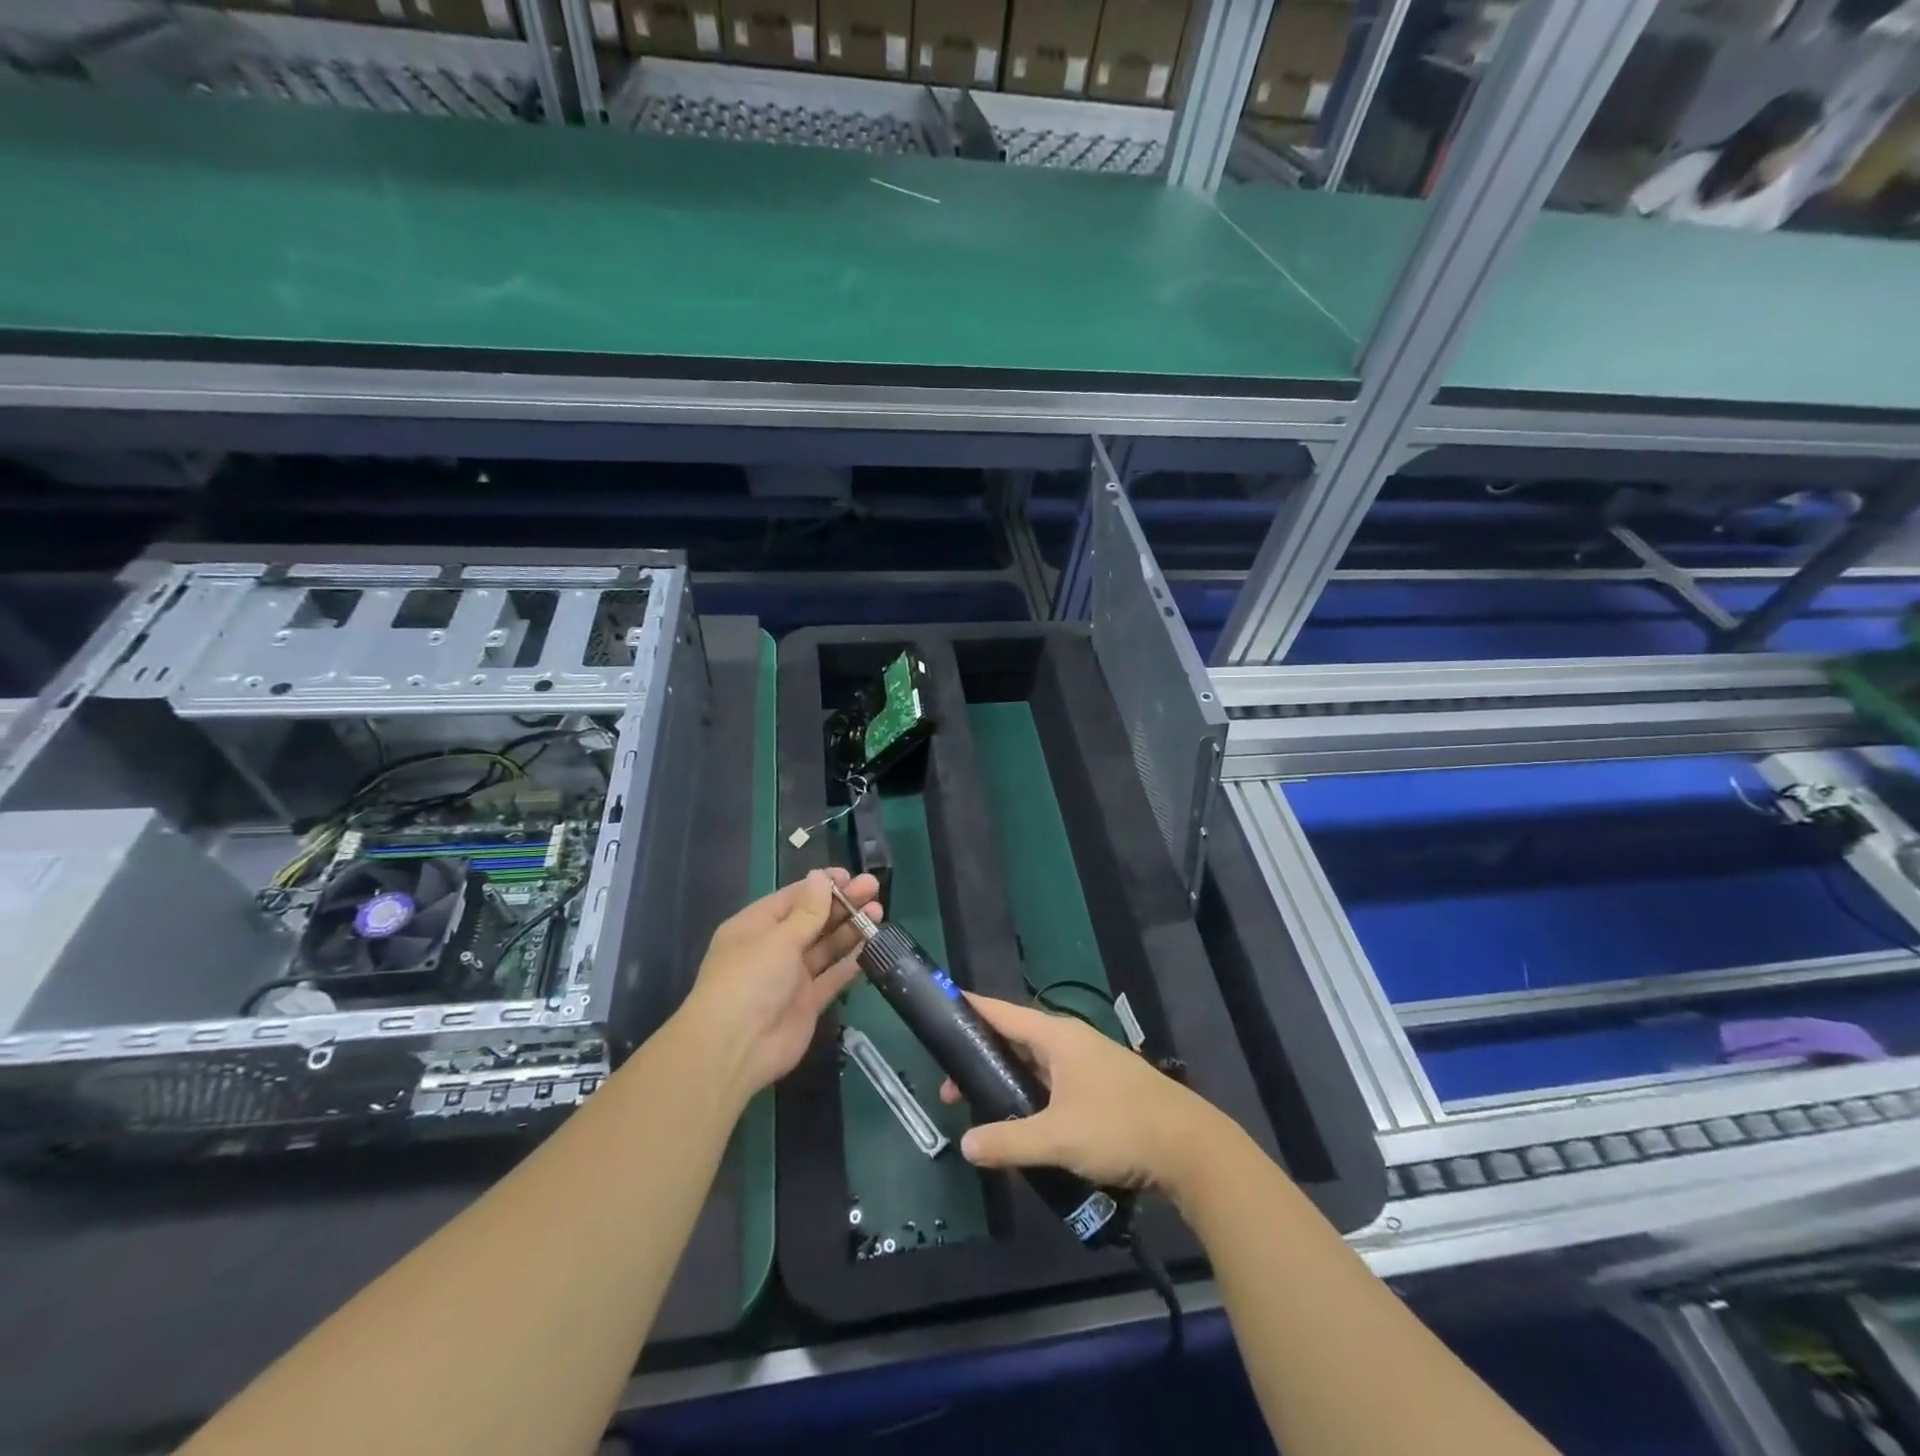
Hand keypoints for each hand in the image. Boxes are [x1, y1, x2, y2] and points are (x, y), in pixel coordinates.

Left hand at [679, 868, 882, 1099]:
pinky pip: (833, 976)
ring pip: (826, 946)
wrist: (735, 1048)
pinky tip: (872, 944)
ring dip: (850, 928)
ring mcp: (791, 977)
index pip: (793, 897)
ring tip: (879, 912)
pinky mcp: (808, 1003)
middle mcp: (773, 948)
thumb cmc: (749, 980)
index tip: (851, 876)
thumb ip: (807, 911)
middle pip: (813, 919)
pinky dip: (851, 961)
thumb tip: (820, 876)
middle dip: (842, 904)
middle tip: (874, 889)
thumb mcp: (778, 939)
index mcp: (756, 926)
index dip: (822, 885)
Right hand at [939, 994, 1222, 1197]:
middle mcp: (1072, 1042)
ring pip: (1037, 1065)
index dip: (971, 1009)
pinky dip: (1032, 1096)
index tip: (942, 1008)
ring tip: (982, 1109)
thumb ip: (1009, 1141)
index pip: (1003, 1012)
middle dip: (982, 1060)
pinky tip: (1024, 1125)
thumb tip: (966, 1145)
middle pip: (1016, 1040)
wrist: (1191, 1148)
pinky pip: (1055, 1084)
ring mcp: (1090, 1065)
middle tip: (951, 1091)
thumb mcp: (1058, 1138)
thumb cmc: (1120, 1128)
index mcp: (1059, 1037)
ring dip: (1008, 1082)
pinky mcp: (1103, 1089)